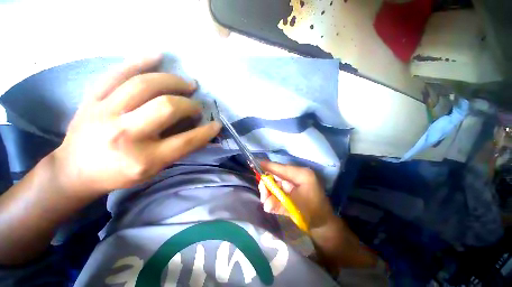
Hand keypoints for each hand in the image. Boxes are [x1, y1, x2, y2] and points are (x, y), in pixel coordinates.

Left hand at [51, 54, 221, 197]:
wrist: (75, 171)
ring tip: (187, 84)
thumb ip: (177, 149)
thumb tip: (198, 128)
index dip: (206, 131)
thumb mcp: (154, 170)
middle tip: (196, 105)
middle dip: (190, 104)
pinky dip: (140, 61)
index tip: (216, 124)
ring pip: (145, 85)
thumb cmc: (119, 175)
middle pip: (167, 107)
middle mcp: (125, 134)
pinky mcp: (92, 99)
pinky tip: (158, 55)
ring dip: (173, 81)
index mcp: (144, 159)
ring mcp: (105, 113)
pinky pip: (117, 73)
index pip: (186, 141)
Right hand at [258, 161, 336, 230]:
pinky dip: (273, 192)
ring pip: (277, 180)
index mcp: (302, 175)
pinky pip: (280, 185)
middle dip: (268, 183)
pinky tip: (270, 199)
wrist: (323, 223)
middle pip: (277, 174)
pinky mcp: (293, 186)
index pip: (282, 168)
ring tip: (265, 199)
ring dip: (269, 189)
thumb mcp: (296, 208)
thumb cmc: (313, 213)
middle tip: (263, 195)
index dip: (269, 166)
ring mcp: (296, 180)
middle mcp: (298, 174)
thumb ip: (279, 205)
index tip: (258, 163)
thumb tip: (265, 204)